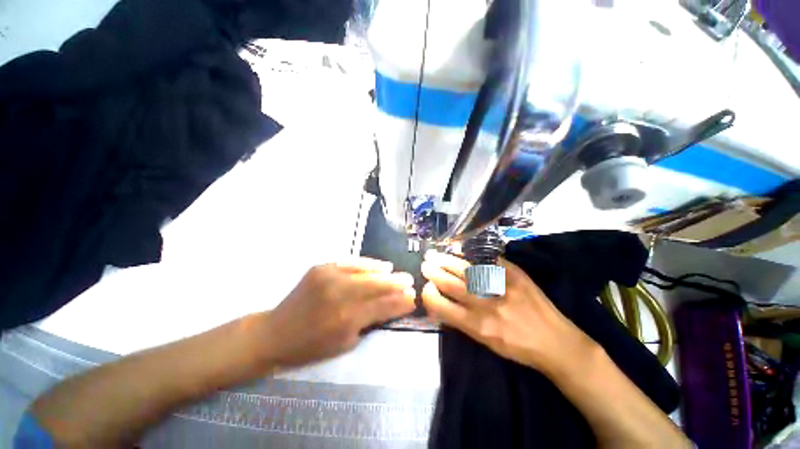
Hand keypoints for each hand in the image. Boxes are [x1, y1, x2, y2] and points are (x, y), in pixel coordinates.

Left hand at [260, 258, 415, 367]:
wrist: (275, 332)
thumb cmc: (311, 346)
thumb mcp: (345, 343)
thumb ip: (371, 322)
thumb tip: (393, 307)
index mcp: (346, 319)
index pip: (383, 306)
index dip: (400, 302)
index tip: (413, 298)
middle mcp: (340, 294)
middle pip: (377, 285)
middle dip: (397, 284)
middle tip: (410, 282)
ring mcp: (329, 277)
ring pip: (367, 272)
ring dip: (386, 274)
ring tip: (399, 274)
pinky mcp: (322, 267)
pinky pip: (351, 262)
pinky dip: (368, 264)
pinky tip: (381, 265)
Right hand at [421, 251, 596, 375]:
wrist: (556, 342)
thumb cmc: (517, 347)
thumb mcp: (486, 342)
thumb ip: (462, 321)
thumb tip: (441, 303)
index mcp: (478, 327)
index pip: (444, 308)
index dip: (430, 295)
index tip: (425, 288)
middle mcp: (487, 306)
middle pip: (453, 285)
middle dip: (435, 273)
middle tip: (425, 264)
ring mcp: (502, 288)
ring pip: (467, 270)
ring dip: (448, 261)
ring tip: (436, 254)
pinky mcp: (515, 275)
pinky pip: (487, 261)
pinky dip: (470, 255)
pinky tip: (460, 249)